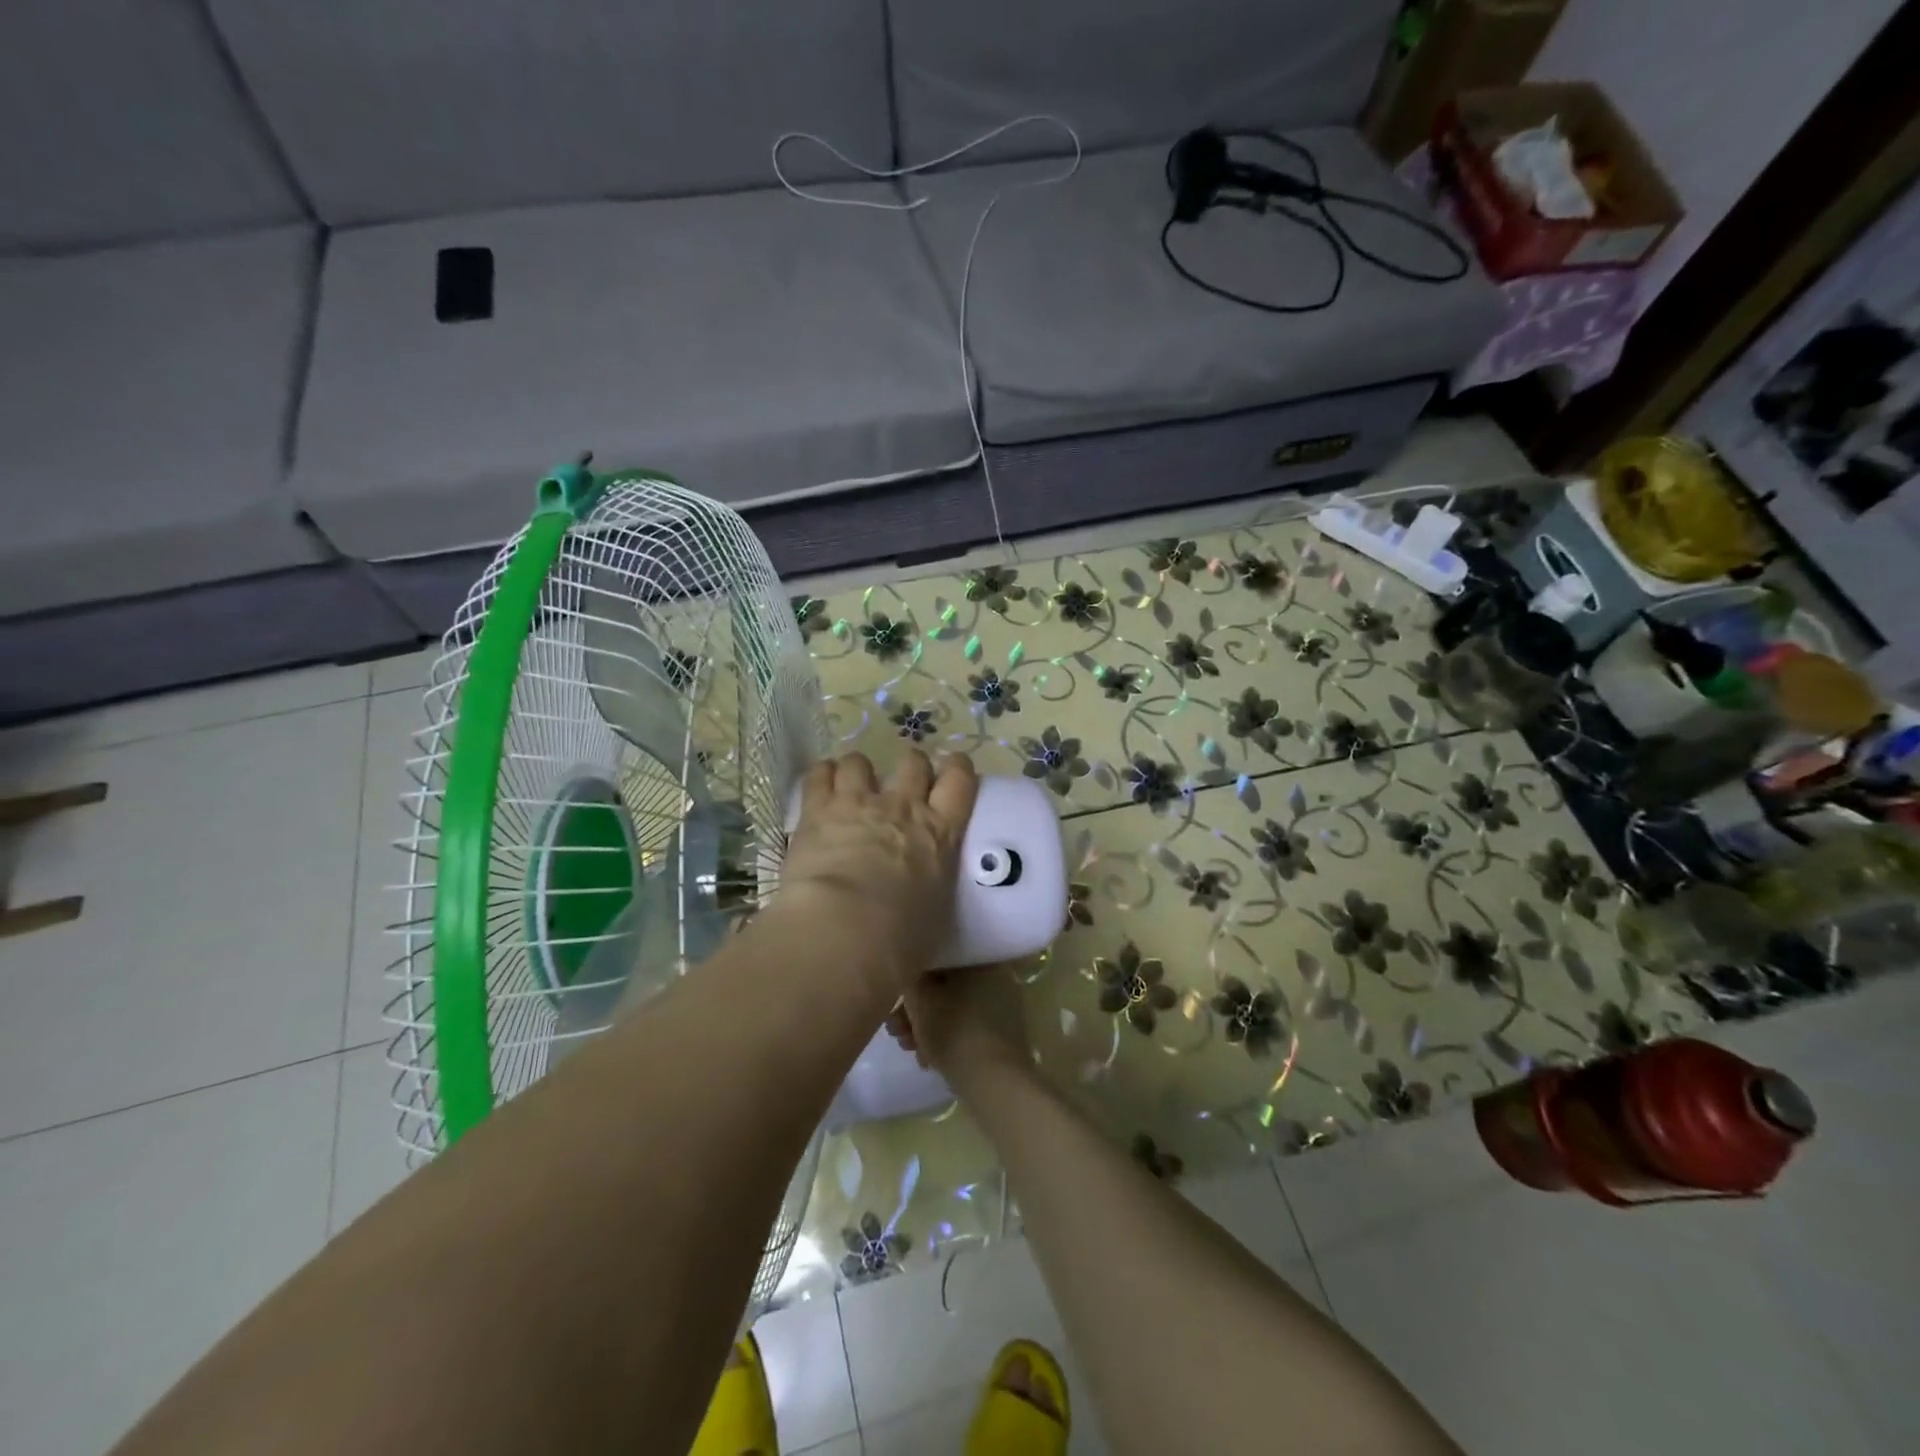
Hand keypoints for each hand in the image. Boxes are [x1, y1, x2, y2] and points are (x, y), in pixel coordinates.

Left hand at [777, 751, 977, 993]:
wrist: (845, 931)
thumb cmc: (900, 941)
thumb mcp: (934, 918)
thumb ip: (931, 895)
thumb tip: (925, 918)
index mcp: (940, 834)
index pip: (961, 782)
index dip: (959, 768)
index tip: (954, 769)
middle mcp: (903, 807)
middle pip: (913, 763)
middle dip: (911, 766)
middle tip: (904, 784)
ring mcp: (858, 803)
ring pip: (861, 761)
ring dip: (859, 771)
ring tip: (852, 786)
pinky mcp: (818, 810)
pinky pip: (819, 774)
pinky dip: (821, 776)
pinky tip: (820, 786)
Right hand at [886, 962, 1032, 1085]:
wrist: (995, 1084)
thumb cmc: (955, 1032)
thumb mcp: (921, 1001)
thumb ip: (910, 979)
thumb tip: (909, 972)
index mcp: (982, 961)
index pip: (939, 959)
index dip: (911, 978)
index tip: (893, 999)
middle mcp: (997, 977)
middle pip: (945, 987)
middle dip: (917, 1009)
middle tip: (895, 1030)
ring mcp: (1003, 1007)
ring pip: (954, 1009)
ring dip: (927, 1026)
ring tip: (907, 1048)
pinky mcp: (1003, 1034)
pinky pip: (967, 1027)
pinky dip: (946, 1039)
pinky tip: (927, 1060)